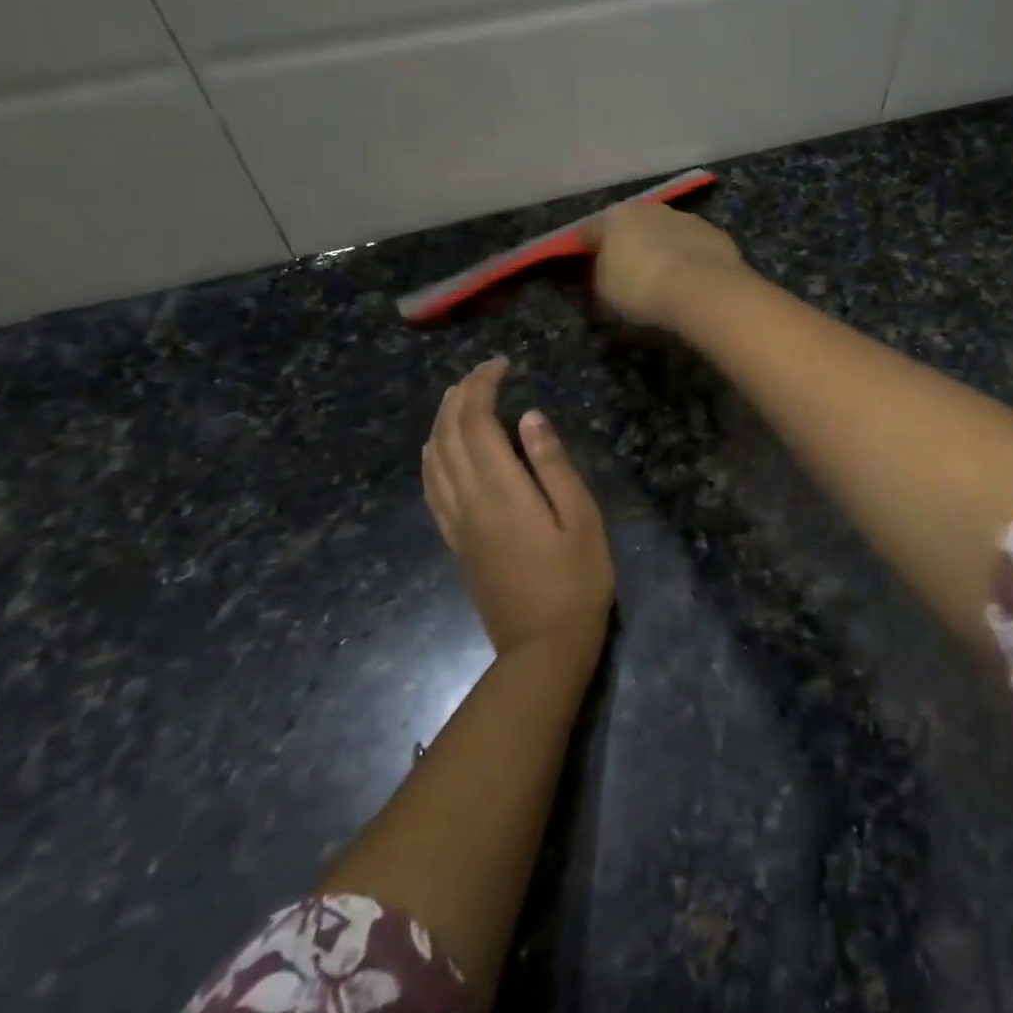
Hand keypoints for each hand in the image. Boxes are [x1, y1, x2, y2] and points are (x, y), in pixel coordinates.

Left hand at [423, 358, 614, 654]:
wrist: (542, 647)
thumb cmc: (576, 580)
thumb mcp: (581, 518)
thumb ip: (553, 464)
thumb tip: (530, 416)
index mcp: (500, 490)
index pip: (476, 422)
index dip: (482, 386)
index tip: (502, 365)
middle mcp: (468, 500)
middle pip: (448, 434)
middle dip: (459, 395)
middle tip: (484, 373)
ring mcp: (455, 522)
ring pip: (433, 458)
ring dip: (441, 421)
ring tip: (462, 399)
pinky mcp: (454, 541)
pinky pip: (430, 487)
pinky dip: (432, 455)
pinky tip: (441, 449)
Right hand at [586, 201, 745, 330]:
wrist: (702, 289)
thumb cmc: (641, 287)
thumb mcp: (604, 290)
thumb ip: (600, 274)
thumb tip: (605, 269)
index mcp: (615, 217)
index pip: (591, 230)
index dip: (584, 246)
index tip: (583, 260)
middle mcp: (651, 208)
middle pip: (633, 225)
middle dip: (628, 242)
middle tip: (627, 268)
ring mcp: (687, 218)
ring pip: (666, 232)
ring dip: (662, 247)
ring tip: (663, 275)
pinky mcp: (716, 234)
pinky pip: (693, 246)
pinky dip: (689, 257)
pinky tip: (690, 278)